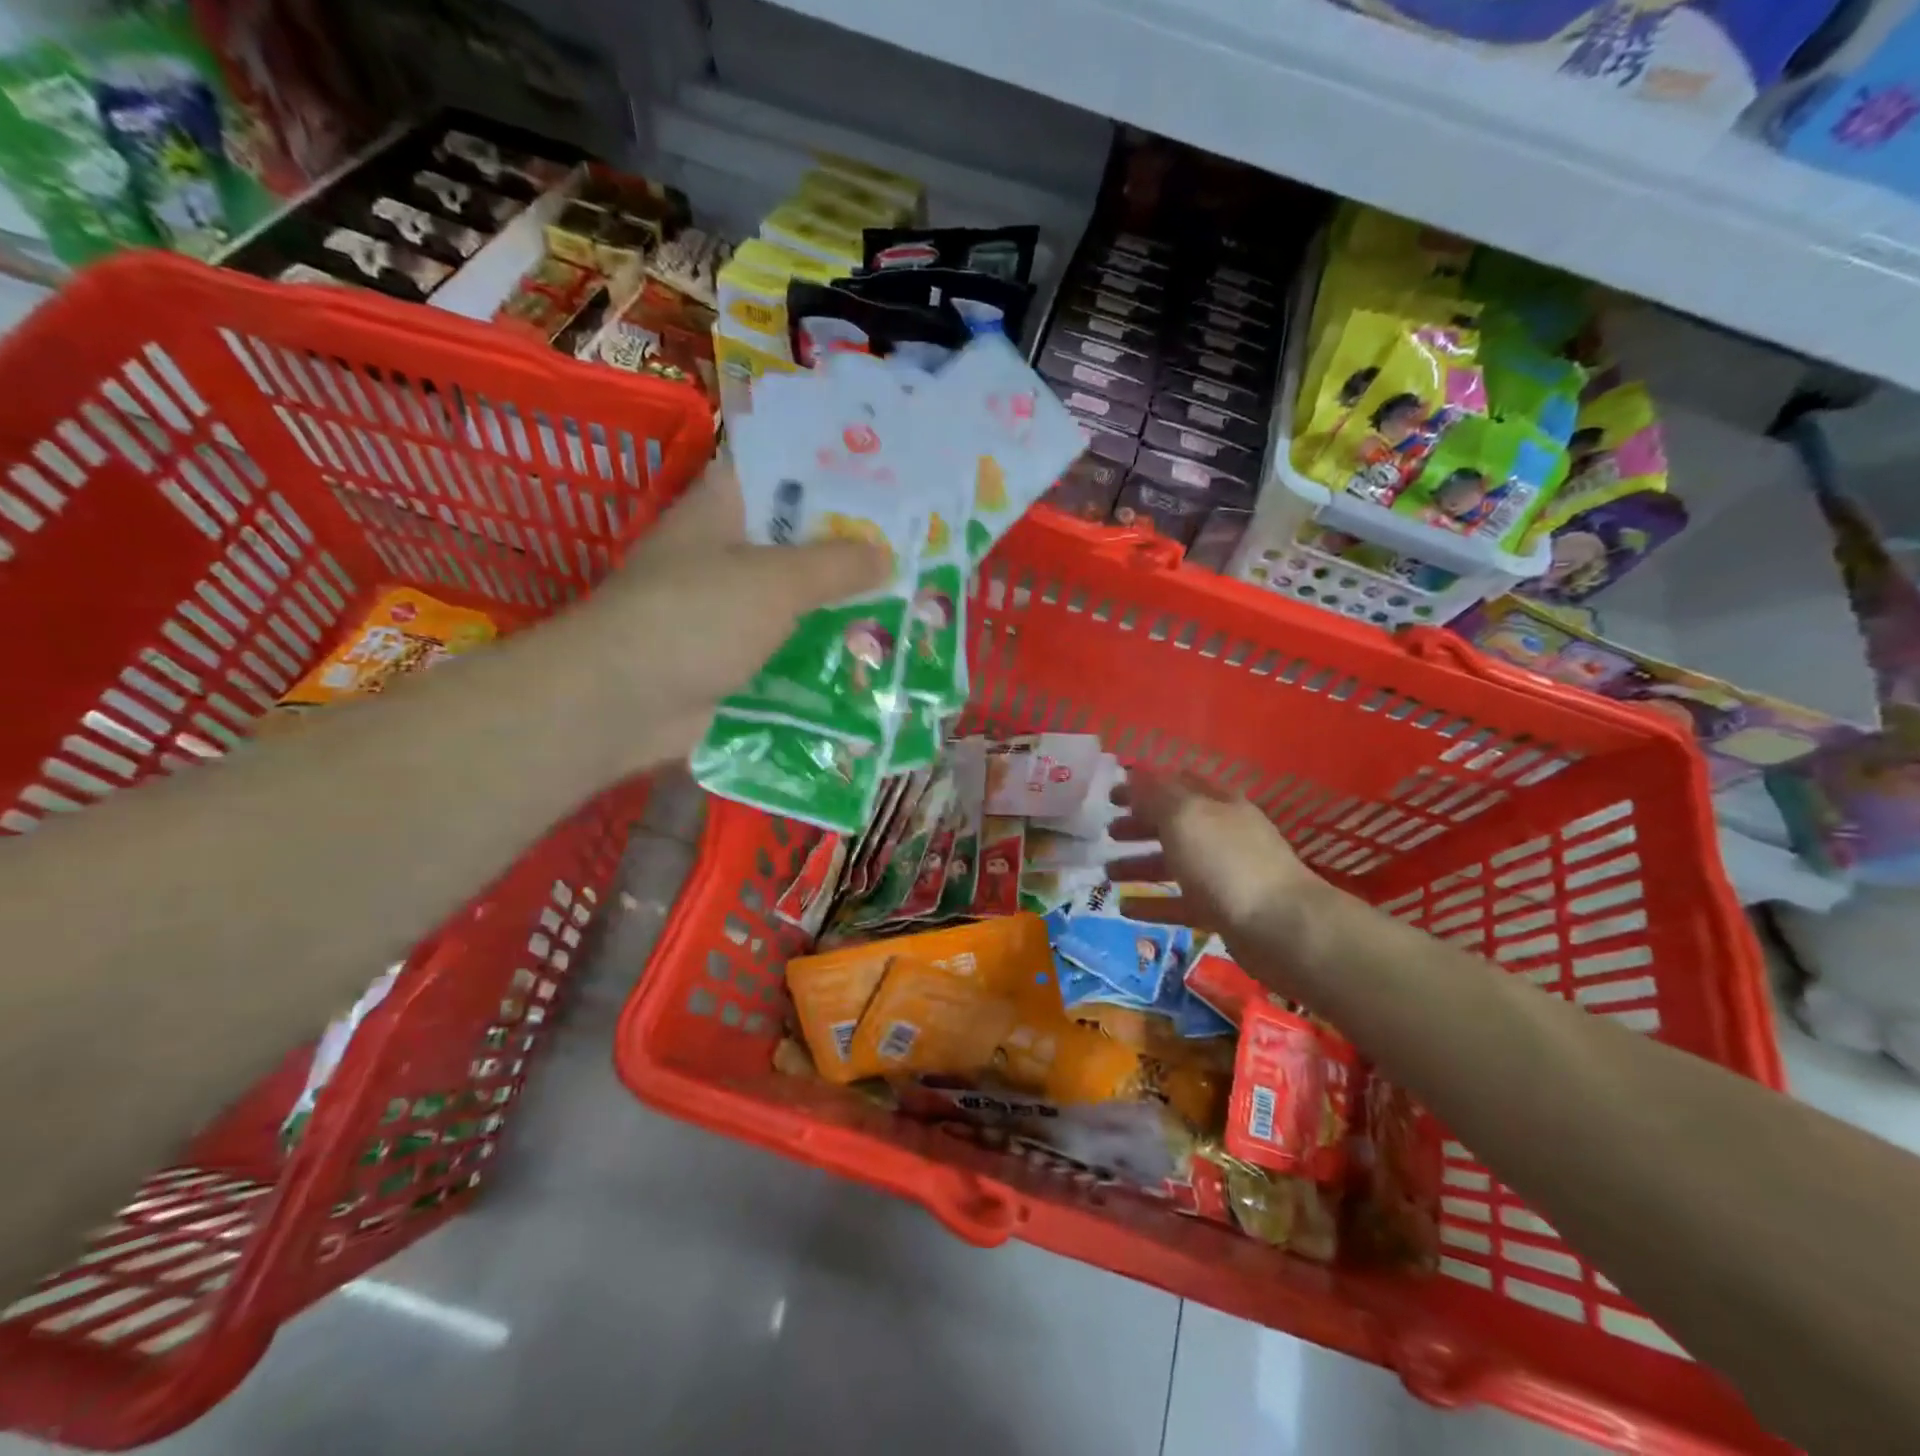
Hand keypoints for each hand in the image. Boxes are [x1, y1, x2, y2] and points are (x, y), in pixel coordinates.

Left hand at [573, 457, 889, 767]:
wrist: (622, 703)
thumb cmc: (696, 618)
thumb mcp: (775, 580)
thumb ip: (835, 564)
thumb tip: (886, 554)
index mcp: (719, 511)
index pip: (776, 473)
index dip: (827, 471)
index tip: (883, 481)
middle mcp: (719, 554)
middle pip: (791, 541)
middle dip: (845, 547)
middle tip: (909, 549)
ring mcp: (721, 610)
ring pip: (790, 599)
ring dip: (835, 606)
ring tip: (901, 604)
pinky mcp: (726, 659)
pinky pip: (782, 647)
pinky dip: (815, 652)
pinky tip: (863, 657)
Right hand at [1106, 770, 1322, 941]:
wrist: (1281, 927)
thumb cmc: (1226, 862)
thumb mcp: (1184, 816)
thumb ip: (1155, 794)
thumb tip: (1134, 772)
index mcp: (1216, 802)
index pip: (1175, 782)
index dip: (1142, 784)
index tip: (1110, 794)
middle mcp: (1222, 833)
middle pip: (1173, 823)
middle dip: (1139, 825)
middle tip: (1107, 832)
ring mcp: (1224, 873)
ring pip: (1175, 864)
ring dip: (1140, 865)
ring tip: (1107, 874)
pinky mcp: (1223, 911)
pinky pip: (1180, 903)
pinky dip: (1153, 904)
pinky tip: (1125, 909)